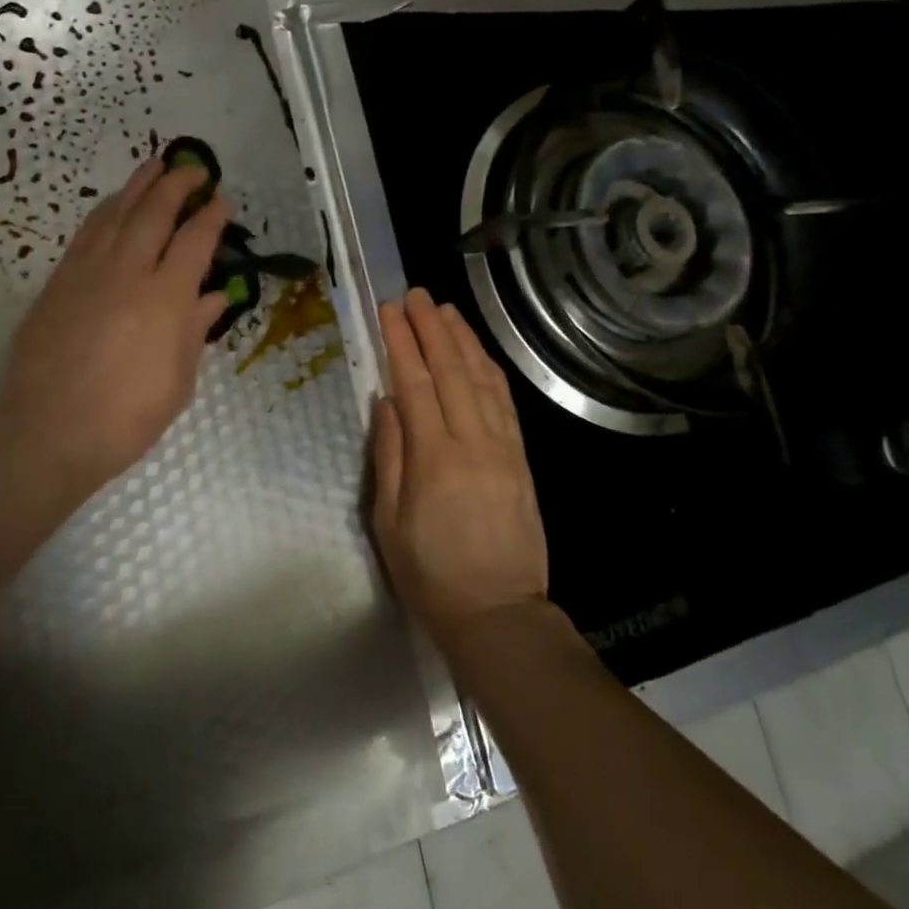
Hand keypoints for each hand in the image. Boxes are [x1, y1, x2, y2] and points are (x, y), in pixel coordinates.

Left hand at [0, 159, 230, 523]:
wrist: (48, 432)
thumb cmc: (126, 417)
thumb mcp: (178, 381)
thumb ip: (195, 330)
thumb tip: (214, 295)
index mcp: (166, 299)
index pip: (195, 242)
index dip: (211, 217)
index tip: (222, 201)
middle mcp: (128, 273)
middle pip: (155, 213)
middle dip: (177, 185)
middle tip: (193, 168)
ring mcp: (87, 273)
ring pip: (116, 214)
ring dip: (139, 186)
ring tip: (155, 166)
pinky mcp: (58, 282)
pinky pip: (87, 233)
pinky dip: (106, 211)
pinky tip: (114, 204)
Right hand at [372, 288, 548, 648]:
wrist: (498, 613)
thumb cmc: (431, 575)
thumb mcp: (390, 523)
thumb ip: (390, 456)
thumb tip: (387, 402)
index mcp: (434, 459)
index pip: (415, 384)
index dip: (401, 343)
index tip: (389, 311)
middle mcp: (472, 442)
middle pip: (451, 371)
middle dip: (431, 328)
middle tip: (416, 295)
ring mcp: (503, 447)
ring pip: (483, 379)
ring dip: (464, 340)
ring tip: (446, 310)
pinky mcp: (521, 458)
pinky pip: (505, 402)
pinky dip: (491, 369)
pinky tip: (480, 352)